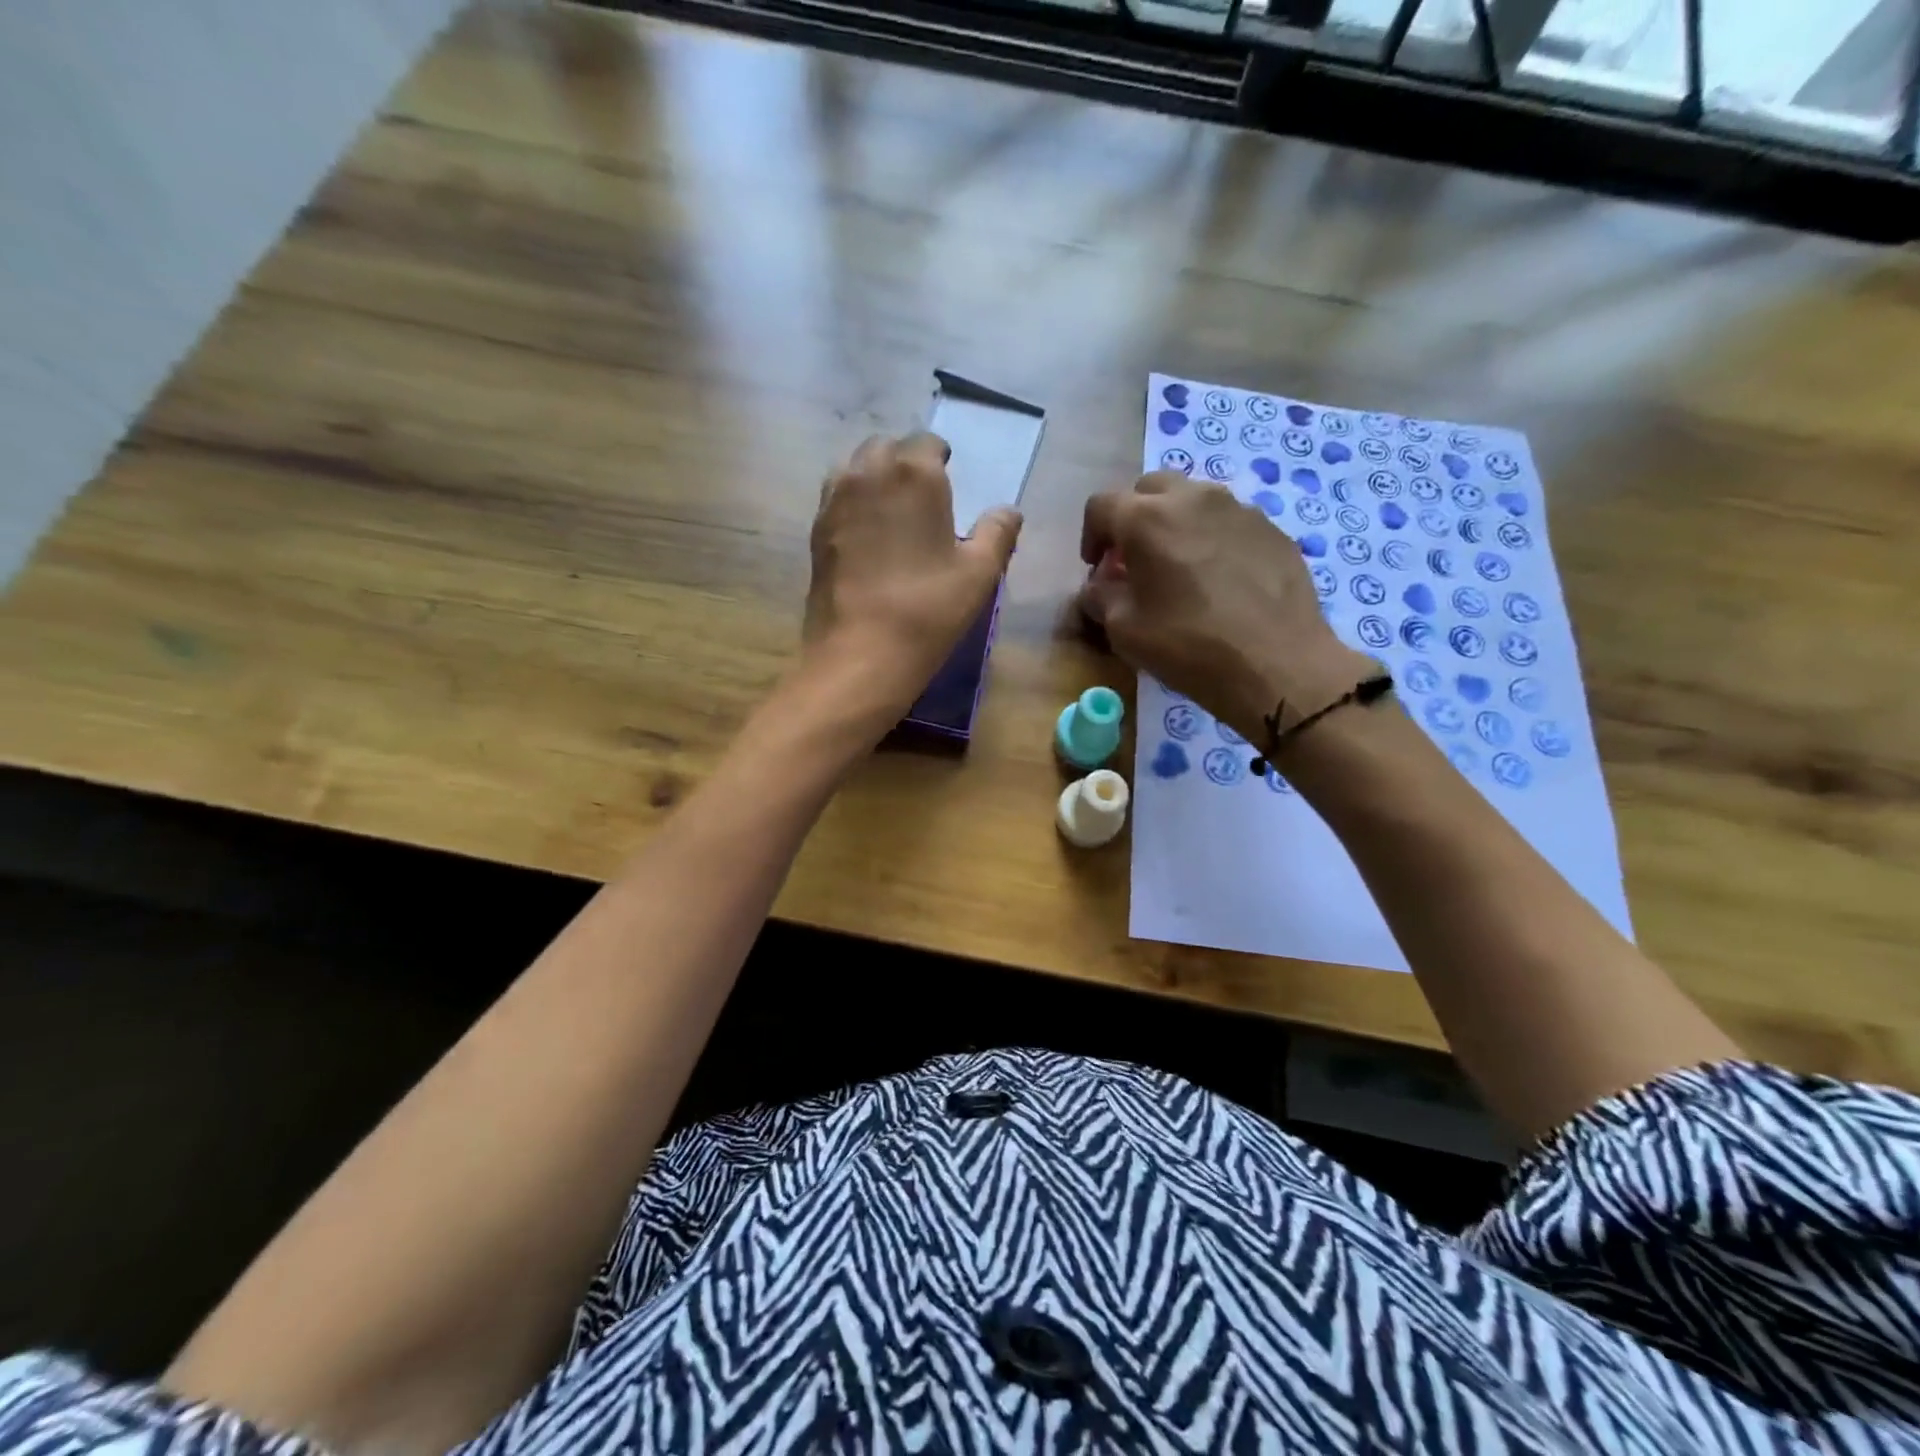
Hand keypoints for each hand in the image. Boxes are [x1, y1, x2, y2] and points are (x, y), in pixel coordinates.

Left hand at [802, 432, 1022, 721]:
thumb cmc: (929, 608)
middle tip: (921, 491)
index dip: (939, 456)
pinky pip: (835, 497)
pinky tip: (866, 531)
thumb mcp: (981, 573)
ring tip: (890, 505)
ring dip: (873, 475)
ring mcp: (835, 501)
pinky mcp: (815, 531)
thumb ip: (998, 533)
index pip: (927, 443)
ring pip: (854, 467)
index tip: (948, 474)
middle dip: (904, 460)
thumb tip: (1009, 511)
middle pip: (885, 447)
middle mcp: (869, 473)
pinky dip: (852, 501)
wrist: (861, 651)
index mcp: (914, 474)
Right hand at [1078, 473, 1372, 743]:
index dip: (1091, 536)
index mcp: (1146, 518)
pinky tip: (1220, 581)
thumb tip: (1097, 587)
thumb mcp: (1124, 630)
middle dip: (1134, 519)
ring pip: (1193, 500)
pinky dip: (1213, 540)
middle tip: (1135, 560)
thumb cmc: (1188, 645)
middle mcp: (1192, 498)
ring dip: (1175, 524)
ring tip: (1180, 567)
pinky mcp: (1272, 529)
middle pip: (1149, 489)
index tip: (1097, 568)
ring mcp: (1239, 509)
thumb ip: (1100, 597)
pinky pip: (1229, 522)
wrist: (1277, 663)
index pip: (1102, 506)